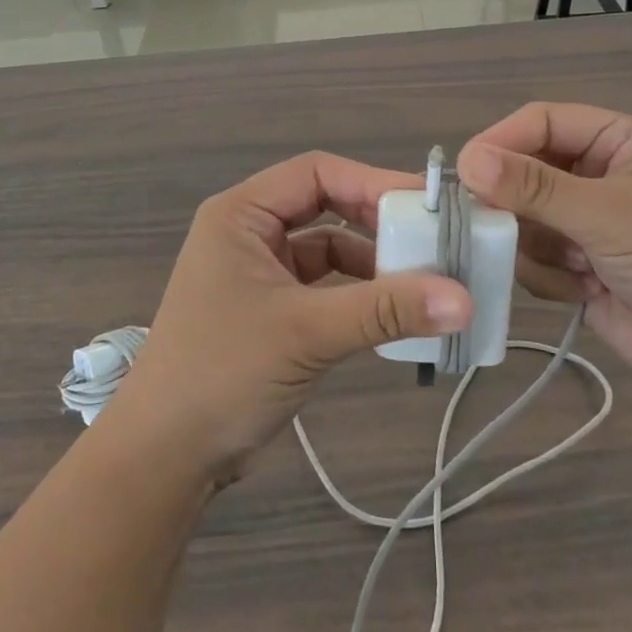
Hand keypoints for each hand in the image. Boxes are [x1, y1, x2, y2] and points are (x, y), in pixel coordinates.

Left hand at [107, 152, 472, 486]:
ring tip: (425, 283)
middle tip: (434, 241)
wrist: (165, 457)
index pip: (317, 174)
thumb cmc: (223, 373)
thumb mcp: (306, 333)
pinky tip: (394, 315)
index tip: (427, 205)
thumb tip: (465, 299)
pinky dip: (359, 296)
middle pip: (326, 206)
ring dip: (373, 264)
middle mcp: (249, 232)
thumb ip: (384, 310)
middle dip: (377, 223)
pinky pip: (326, 287)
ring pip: (329, 249)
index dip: (372, 182)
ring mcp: (261, 272)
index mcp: (241, 214)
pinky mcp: (273, 310)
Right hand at [456, 103, 631, 400]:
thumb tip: (467, 159)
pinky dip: (547, 276)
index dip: (500, 141)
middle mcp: (595, 175)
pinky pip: (532, 259)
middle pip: (523, 171)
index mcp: (614, 141)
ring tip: (571, 266)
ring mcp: (585, 223)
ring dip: (534, 245)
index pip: (539, 122)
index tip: (463, 173)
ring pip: (521, 219)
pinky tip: (583, 291)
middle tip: (493, 227)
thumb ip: (534, 187)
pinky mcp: (578, 266)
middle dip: (512, 202)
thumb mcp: (608, 214)